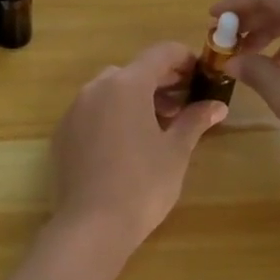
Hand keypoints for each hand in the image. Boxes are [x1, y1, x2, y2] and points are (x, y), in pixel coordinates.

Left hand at [49, 42, 226, 261]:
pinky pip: (92, 111)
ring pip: (110, 90)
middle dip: (161, 82)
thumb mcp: (176, 151)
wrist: (91, 226)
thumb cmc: (143, 184)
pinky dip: (112, 115)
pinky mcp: (62, 134)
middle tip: (184, 104)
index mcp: (127, 85)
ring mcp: (75, 110)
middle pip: (134, 71)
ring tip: (158, 125)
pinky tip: (127, 143)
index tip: (202, 74)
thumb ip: (195, 120)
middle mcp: (96, 88)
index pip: (160, 53)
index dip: (184, 58)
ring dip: (136, 98)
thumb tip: (217, 105)